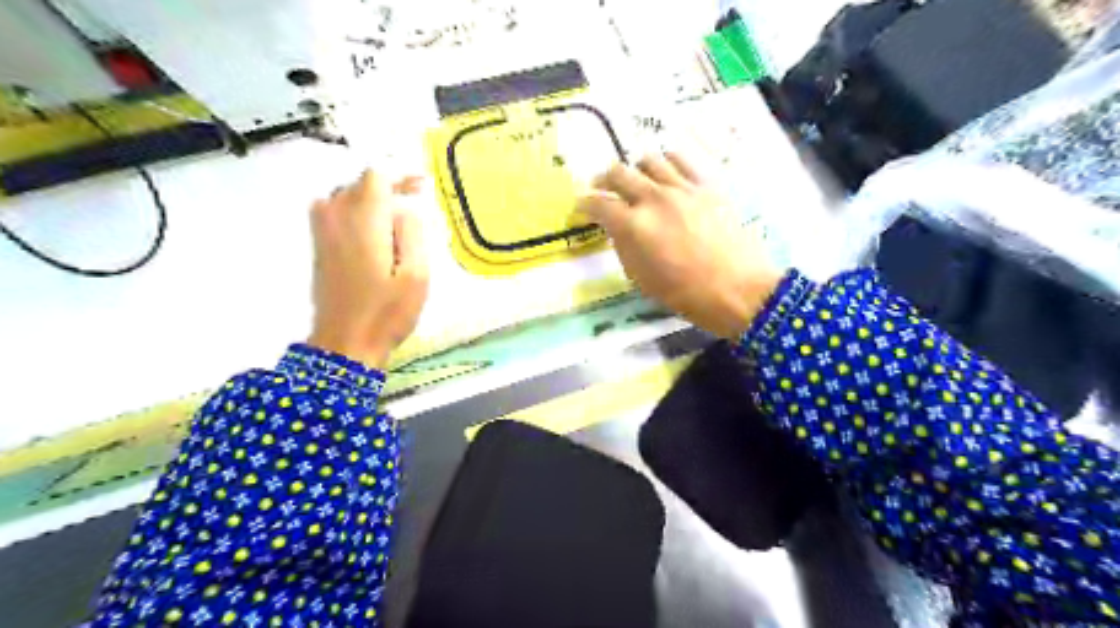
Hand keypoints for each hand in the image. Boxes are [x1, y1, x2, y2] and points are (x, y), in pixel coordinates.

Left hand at [304, 168, 428, 370]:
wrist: (345, 342)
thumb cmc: (387, 312)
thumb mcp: (417, 275)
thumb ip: (413, 232)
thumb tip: (405, 207)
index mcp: (363, 220)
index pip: (377, 175)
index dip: (401, 174)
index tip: (423, 184)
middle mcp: (336, 216)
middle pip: (361, 181)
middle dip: (390, 184)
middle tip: (417, 196)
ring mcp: (322, 229)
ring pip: (347, 193)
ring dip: (373, 196)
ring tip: (398, 209)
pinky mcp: (318, 243)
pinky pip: (335, 208)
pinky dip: (357, 207)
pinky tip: (374, 225)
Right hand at [581, 153, 780, 337]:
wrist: (738, 289)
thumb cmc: (686, 294)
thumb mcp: (642, 279)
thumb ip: (624, 247)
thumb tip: (618, 228)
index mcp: (634, 226)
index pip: (598, 204)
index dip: (584, 205)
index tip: (581, 208)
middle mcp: (654, 198)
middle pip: (618, 173)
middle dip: (603, 180)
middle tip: (602, 189)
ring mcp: (682, 187)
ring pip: (648, 160)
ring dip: (635, 169)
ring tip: (637, 181)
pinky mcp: (706, 185)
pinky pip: (681, 160)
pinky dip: (666, 163)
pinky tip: (666, 174)